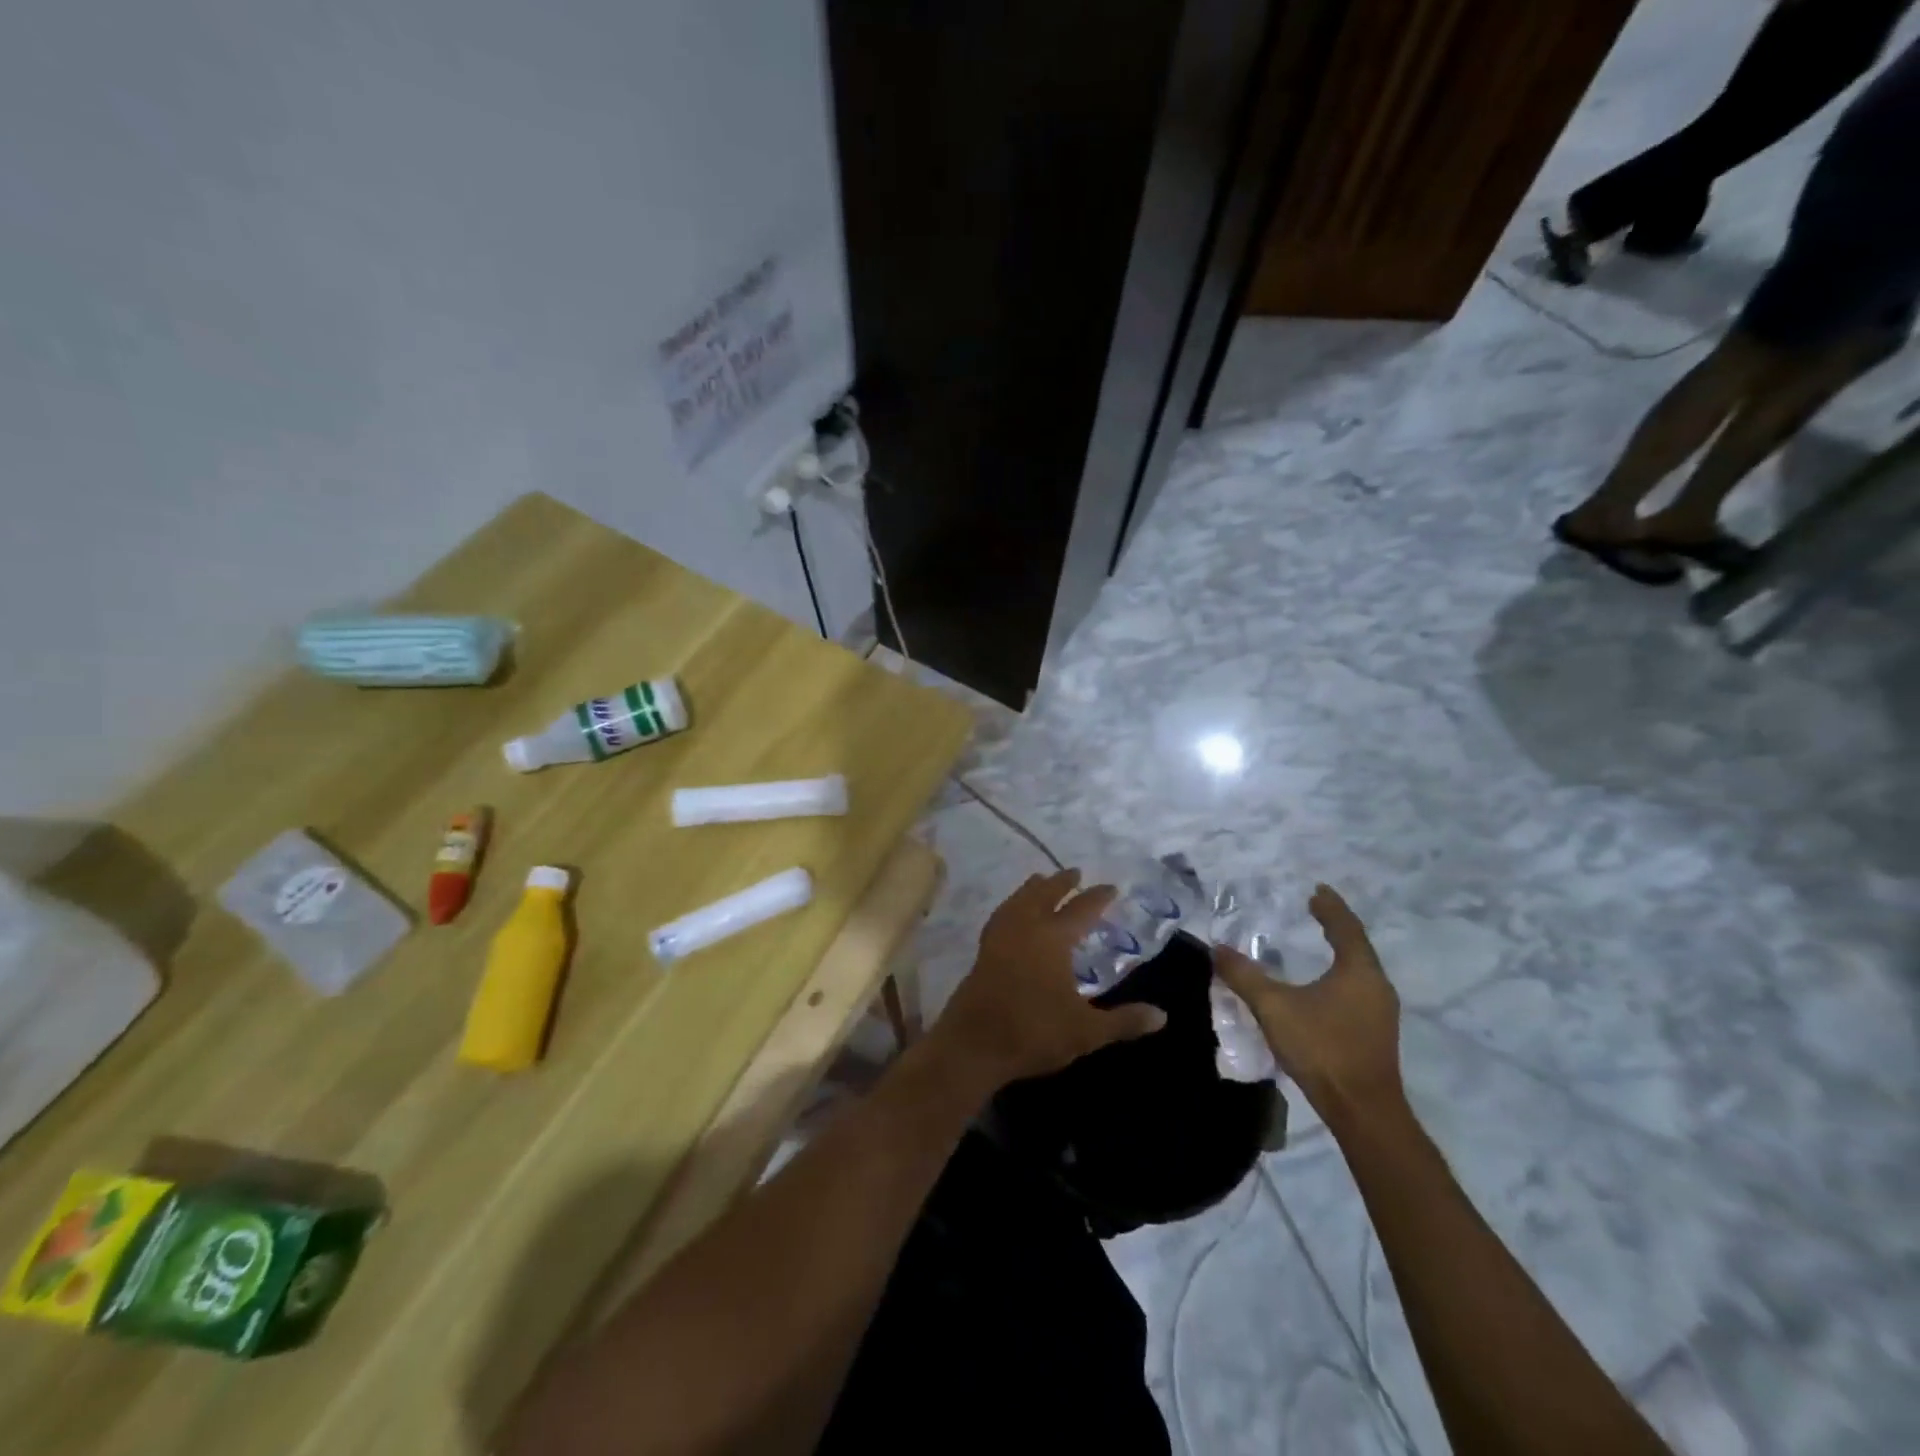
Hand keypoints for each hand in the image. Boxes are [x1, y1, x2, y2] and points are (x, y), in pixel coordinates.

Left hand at [936, 869, 1166, 1090]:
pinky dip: (1011, 906)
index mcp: (1052, 939)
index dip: (1097, 898)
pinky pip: (1001, 916)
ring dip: (1032, 889)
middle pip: (1044, 895)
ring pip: (1018, 901)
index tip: (1110, 887)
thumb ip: (1124, 1021)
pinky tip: (1011, 914)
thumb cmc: (1033, 1032)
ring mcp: (999, 938)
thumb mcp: (1086, 1031)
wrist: (973, 1045)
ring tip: (1040, 881)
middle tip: (1074, 872)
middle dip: (1061, 883)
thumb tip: (1163, 1015)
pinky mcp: (982, 952)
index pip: (1081, 910)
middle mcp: (1025, 928)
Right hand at [1213, 885, 1402, 1119]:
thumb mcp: (1274, 1007)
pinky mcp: (1375, 1033)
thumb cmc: (1322, 1048)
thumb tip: (1217, 949)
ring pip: (1359, 970)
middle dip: (1336, 926)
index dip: (1330, 907)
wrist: (1362, 1110)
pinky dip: (1341, 975)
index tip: (1317, 890)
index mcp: (1358, 971)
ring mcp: (1380, 1012)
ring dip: (1340, 952)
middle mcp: (1376, 986)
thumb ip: (1245, 976)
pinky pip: (1358, 989)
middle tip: (1314, 910)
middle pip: (1357, 946)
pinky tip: (1324, 985)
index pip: (1346, 928)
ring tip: (1318, 941)